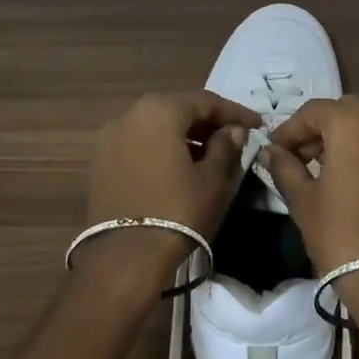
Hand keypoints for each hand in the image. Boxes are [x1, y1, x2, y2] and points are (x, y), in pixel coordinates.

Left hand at [78, 91, 262, 288]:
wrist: (125, 257)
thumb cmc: (177, 212)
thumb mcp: (212, 179)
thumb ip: (225, 147)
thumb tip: (234, 131)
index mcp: (158, 110)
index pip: (205, 101)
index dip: (234, 112)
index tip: (258, 125)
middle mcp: (129, 115)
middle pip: (177, 110)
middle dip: (207, 122)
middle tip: (235, 138)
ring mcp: (109, 139)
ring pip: (156, 127)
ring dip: (184, 136)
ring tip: (211, 155)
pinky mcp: (100, 162)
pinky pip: (139, 144)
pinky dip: (162, 149)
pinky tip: (181, 167)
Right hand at [266, 96, 358, 351]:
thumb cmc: (340, 232)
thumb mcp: (303, 199)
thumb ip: (285, 167)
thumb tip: (271, 152)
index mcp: (352, 121)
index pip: (313, 111)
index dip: (290, 130)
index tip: (275, 151)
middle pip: (345, 111)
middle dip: (321, 129)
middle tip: (302, 158)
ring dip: (349, 136)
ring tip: (329, 168)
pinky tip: (358, 178)